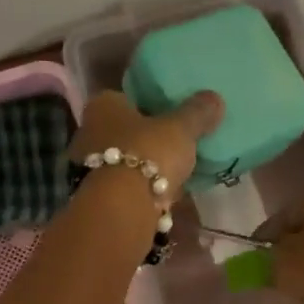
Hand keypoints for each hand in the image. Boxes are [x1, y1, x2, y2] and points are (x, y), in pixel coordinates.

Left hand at [72, 89, 224, 193]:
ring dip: (146, 164)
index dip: (152, 103)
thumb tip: (214, 97)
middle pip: (126, 129)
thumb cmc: (148, 153)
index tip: (173, 114)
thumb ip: (197, 112)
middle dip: (148, 137)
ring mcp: (89, 165)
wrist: (123, 207)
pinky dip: (143, 186)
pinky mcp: (98, 194)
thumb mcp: (181, 128)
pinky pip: (126, 184)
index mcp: (104, 105)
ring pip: (125, 158)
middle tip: (177, 142)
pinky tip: (165, 192)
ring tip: (176, 169)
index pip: (129, 97)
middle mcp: (90, 131)